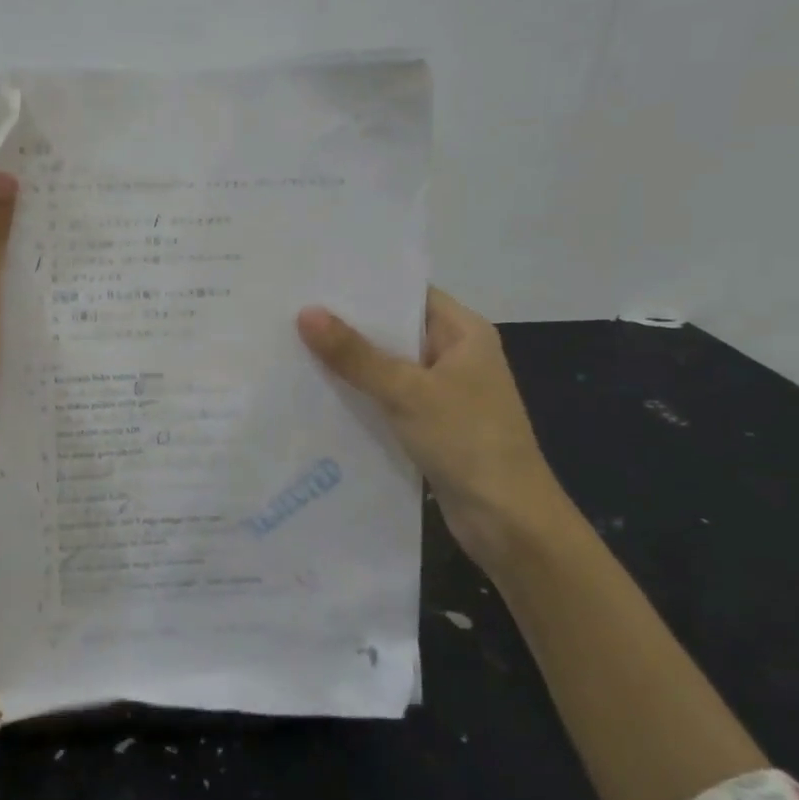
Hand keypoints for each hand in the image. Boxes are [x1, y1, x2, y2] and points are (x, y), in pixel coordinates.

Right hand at [296, 288, 569, 571]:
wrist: (508, 521)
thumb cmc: (468, 441)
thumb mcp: (407, 392)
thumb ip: (356, 354)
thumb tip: (306, 312)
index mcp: (464, 333)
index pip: (409, 293)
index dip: (365, 285)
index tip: (315, 278)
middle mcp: (454, 355)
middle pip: (394, 330)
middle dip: (347, 324)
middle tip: (290, 311)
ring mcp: (441, 392)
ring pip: (386, 367)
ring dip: (348, 363)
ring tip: (291, 346)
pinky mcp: (428, 425)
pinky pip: (385, 399)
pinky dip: (357, 395)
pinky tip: (315, 392)